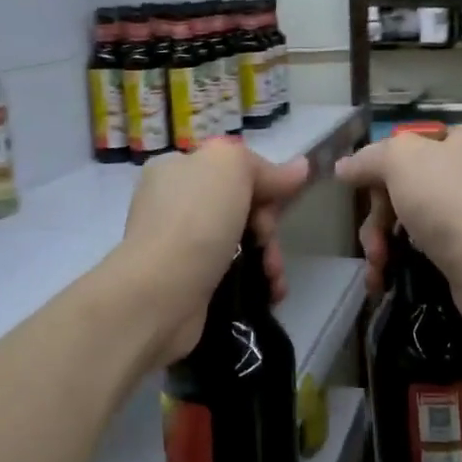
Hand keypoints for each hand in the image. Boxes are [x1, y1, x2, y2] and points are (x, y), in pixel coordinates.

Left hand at [117, 139, 310, 363]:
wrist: (160, 294)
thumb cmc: (195, 221)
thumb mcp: (230, 167)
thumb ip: (264, 166)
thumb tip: (300, 168)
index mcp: (177, 169)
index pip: (232, 168)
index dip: (263, 182)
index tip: (280, 201)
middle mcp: (174, 204)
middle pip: (241, 207)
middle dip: (267, 226)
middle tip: (267, 242)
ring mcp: (180, 246)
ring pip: (241, 243)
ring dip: (268, 258)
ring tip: (274, 277)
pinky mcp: (190, 284)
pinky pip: (234, 275)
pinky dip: (257, 282)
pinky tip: (270, 293)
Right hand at [333, 123, 461, 340]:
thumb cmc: (449, 200)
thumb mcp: (400, 161)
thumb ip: (369, 158)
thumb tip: (343, 167)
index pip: (410, 144)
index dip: (380, 166)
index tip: (362, 190)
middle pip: (403, 187)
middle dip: (377, 217)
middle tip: (372, 241)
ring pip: (406, 221)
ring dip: (381, 243)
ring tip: (377, 265)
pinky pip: (420, 250)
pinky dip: (397, 262)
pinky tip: (382, 279)